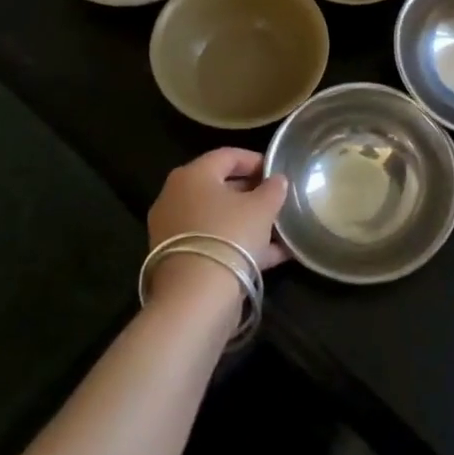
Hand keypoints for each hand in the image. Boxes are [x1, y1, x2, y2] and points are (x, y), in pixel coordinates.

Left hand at [146, 148, 290, 300]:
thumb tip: (277, 181)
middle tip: (278, 200)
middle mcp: (176, 197)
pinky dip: (239, 245)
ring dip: (248, 222)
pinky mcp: (177, 259)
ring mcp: (173, 230)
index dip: (256, 160)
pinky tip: (273, 256)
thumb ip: (272, 189)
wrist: (195, 298)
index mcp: (193, 175)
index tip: (278, 172)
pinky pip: (213, 242)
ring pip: (218, 218)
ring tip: (280, 230)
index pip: (227, 156)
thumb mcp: (262, 208)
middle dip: (252, 193)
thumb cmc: (230, 236)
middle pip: (220, 187)